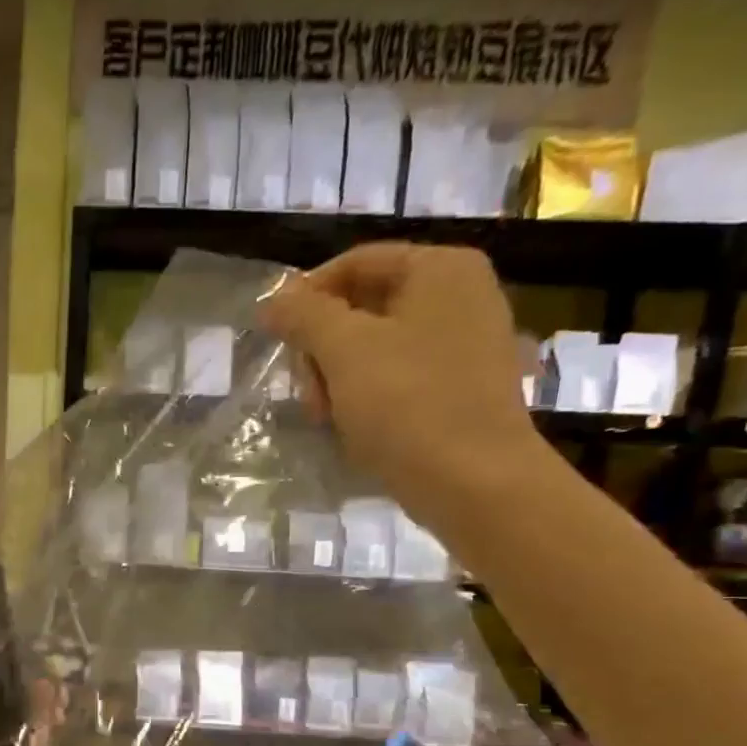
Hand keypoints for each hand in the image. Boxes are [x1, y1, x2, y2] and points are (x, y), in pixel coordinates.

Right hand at [259, 243, 554, 537]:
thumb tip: (273, 301)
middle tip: (306, 391)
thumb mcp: (344, 350)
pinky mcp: (460, 389)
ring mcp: (465, 345)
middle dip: (322, 348)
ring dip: (337, 379)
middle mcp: (460, 296)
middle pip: (363, 306)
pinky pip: (398, 378)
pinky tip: (353, 428)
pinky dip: (367, 397)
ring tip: (327, 418)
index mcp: (441, 269)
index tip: (274, 337)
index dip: (306, 296)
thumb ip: (304, 316)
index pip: (355, 263)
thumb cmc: (407, 404)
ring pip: (375, 348)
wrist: (473, 482)